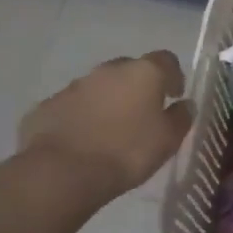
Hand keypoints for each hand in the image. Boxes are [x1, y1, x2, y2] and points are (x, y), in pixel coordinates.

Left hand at [17, 51, 192, 199]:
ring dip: (108, 101)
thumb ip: (181, 118)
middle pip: (130, 69)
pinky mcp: (47, 106)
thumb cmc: (127, 152)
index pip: (166, 60)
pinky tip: (82, 141)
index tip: (173, 96)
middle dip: (137, 87)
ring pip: (98, 87)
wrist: (61, 173)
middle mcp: (109, 70)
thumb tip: (184, 105)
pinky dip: (81, 117)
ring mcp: (74, 86)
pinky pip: (72, 106)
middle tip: (141, 114)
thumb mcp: (168, 140)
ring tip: (110, 131)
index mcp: (143, 73)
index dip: (173, 76)